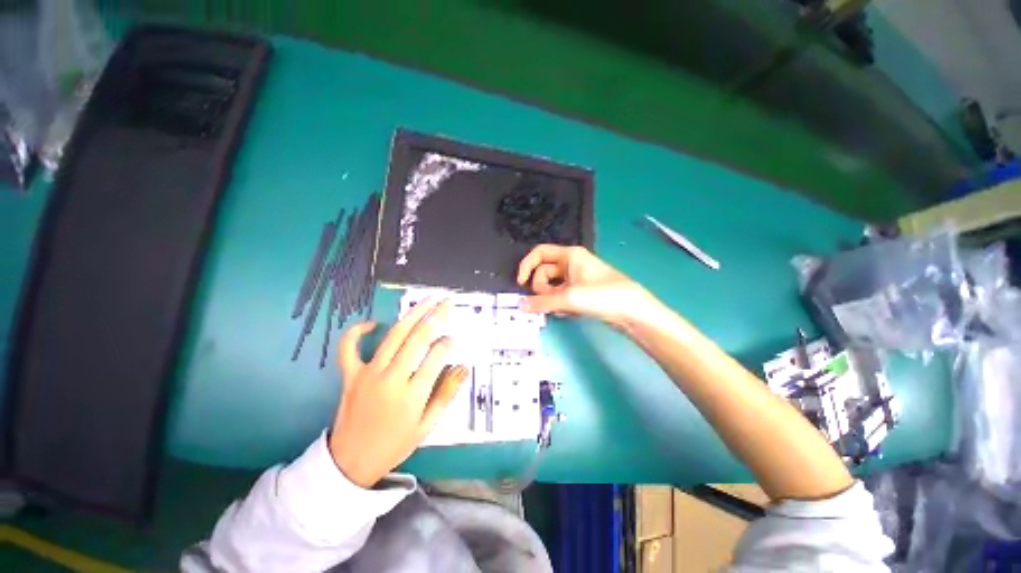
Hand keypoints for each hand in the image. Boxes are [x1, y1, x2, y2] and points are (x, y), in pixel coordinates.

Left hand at [329, 299, 467, 487]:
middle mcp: (391, 379)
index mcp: (412, 395)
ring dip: (412, 314)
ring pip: (393, 336)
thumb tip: (463, 368)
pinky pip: (348, 348)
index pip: (437, 356)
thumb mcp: (427, 426)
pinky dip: (357, 331)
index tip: (455, 339)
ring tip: (427, 299)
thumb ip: (446, 395)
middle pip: (417, 338)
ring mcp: (368, 374)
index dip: (449, 342)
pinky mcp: (350, 375)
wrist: (350, 462)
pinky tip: (373, 323)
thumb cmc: (394, 445)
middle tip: (447, 302)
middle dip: (436, 317)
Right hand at [516, 244, 650, 326]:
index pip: (539, 253)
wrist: (632, 311)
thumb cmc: (602, 295)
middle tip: (550, 301)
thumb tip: (520, 306)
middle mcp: (571, 263)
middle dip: (542, 288)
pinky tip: (569, 313)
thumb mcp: (569, 297)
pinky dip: (560, 304)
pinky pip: (561, 295)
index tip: (520, 283)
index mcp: (569, 255)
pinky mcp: (581, 292)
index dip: (526, 266)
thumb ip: (542, 301)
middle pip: (543, 272)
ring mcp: (576, 278)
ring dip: (551, 299)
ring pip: (551, 286)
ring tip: (563, 309)